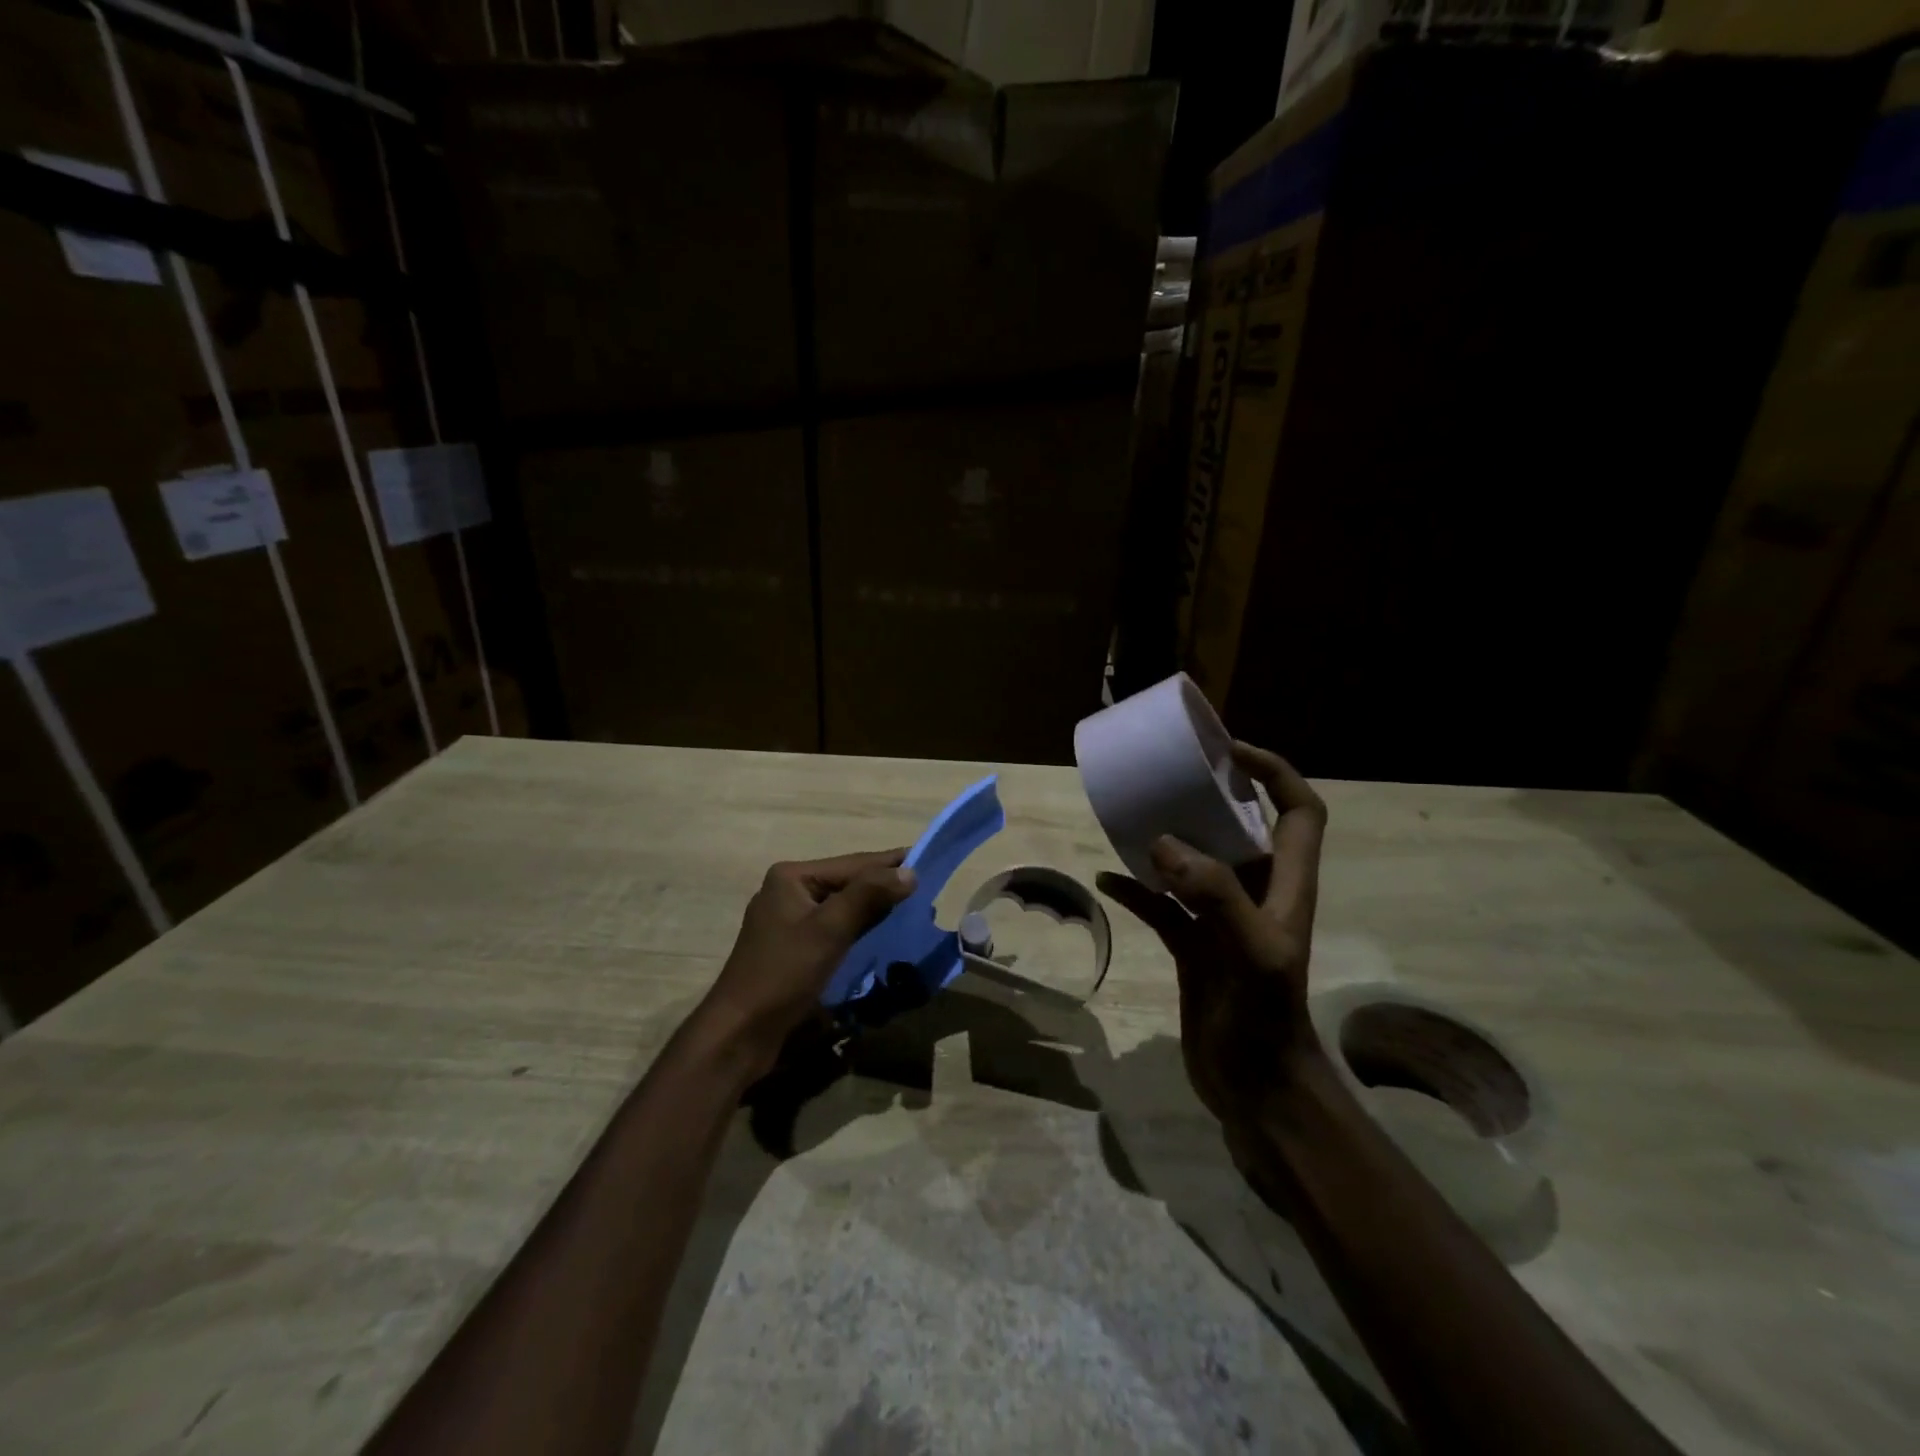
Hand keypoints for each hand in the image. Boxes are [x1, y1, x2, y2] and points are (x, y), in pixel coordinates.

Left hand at [697, 850, 916, 1077]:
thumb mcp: (830, 929)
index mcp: (792, 877)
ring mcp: (788, 920)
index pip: (853, 864)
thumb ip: (869, 895)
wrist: (740, 1032)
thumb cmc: (783, 974)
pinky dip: (858, 927)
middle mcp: (788, 891)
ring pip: (842, 906)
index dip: (891, 863)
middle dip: (884, 886)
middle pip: (847, 882)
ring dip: (874, 907)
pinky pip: (834, 927)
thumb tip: (909, 871)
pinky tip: (880, 933)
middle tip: (926, 889)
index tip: (928, 859)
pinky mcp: (792, 948)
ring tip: (910, 909)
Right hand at [1096, 742, 1327, 1136]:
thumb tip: (1161, 843)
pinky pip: (1162, 905)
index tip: (1230, 752)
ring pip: (1196, 864)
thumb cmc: (1264, 1020)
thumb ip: (1214, 895)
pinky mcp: (1194, 946)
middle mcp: (1257, 894)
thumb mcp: (1250, 954)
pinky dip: (1136, 890)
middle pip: (1242, 829)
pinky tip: (1105, 880)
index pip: (1300, 812)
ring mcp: (1222, 920)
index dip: (1275, 773)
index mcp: (1286, 886)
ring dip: (1167, 841)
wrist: (1254, 1089)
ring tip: (1132, 818)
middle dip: (1211, 798)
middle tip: (1167, 776)